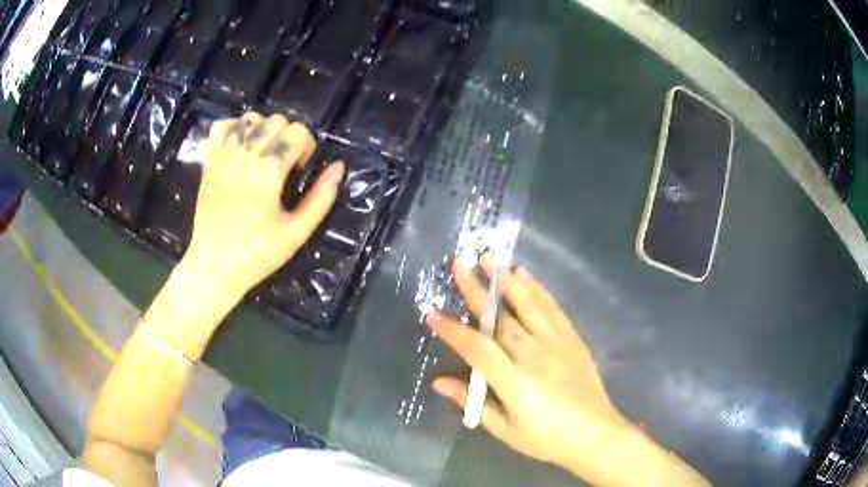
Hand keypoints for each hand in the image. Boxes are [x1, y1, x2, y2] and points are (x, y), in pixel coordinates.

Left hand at [180, 112, 343, 297]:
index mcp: (267, 172)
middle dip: (287, 137)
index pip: (297, 132)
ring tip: (263, 154)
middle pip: (277, 120)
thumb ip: (321, 197)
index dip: (306, 147)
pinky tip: (241, 146)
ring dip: (264, 130)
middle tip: (284, 165)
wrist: (213, 266)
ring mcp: (223, 155)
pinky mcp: (209, 161)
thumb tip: (339, 167)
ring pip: (251, 118)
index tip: (299, 169)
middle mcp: (244, 155)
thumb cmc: (257, 254)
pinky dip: (235, 128)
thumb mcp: (297, 232)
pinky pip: (222, 125)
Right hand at [428, 254, 707, 485]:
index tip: (432, 314)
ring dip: (507, 280)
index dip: (453, 331)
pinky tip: (525, 275)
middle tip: (460, 263)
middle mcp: (534, 355)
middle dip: (476, 290)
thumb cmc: (546, 438)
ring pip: (527, 305)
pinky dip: (537, 290)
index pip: (477, 349)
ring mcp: (556, 343)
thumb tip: (439, 382)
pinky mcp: (572, 339)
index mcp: (514, 381)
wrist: (594, 434)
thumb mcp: (505, 430)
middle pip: (500, 318)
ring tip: (490, 258)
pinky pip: (552, 309)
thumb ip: (472, 402)